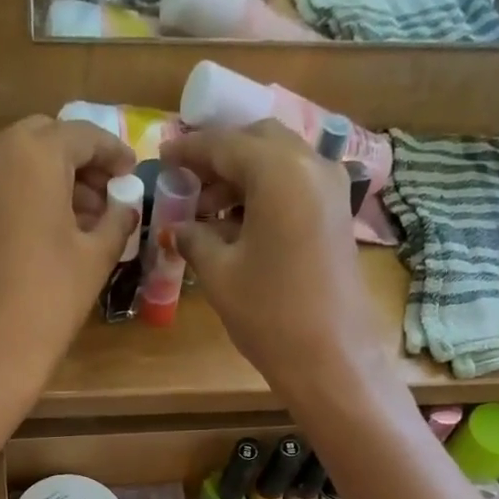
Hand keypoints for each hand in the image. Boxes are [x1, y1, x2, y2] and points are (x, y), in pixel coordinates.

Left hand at [0, 116, 136, 400]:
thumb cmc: (50, 299)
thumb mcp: (96, 258)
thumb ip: (117, 219)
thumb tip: (125, 203)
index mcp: (36, 154)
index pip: (83, 134)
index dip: (113, 152)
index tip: (133, 172)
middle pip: (47, 139)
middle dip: (80, 161)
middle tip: (107, 194)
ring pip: (21, 162)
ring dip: (54, 178)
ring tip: (85, 218)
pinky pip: (2, 189)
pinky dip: (29, 197)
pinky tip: (51, 233)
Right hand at [161, 121, 386, 397]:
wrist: (329, 356)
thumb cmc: (269, 314)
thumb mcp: (220, 273)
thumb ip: (195, 238)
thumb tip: (178, 227)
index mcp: (278, 170)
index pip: (225, 144)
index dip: (190, 149)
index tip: (162, 155)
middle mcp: (310, 165)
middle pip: (257, 141)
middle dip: (219, 157)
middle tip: (187, 182)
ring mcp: (330, 188)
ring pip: (278, 162)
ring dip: (241, 176)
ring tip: (207, 210)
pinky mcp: (336, 214)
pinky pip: (294, 185)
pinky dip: (264, 192)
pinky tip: (238, 223)